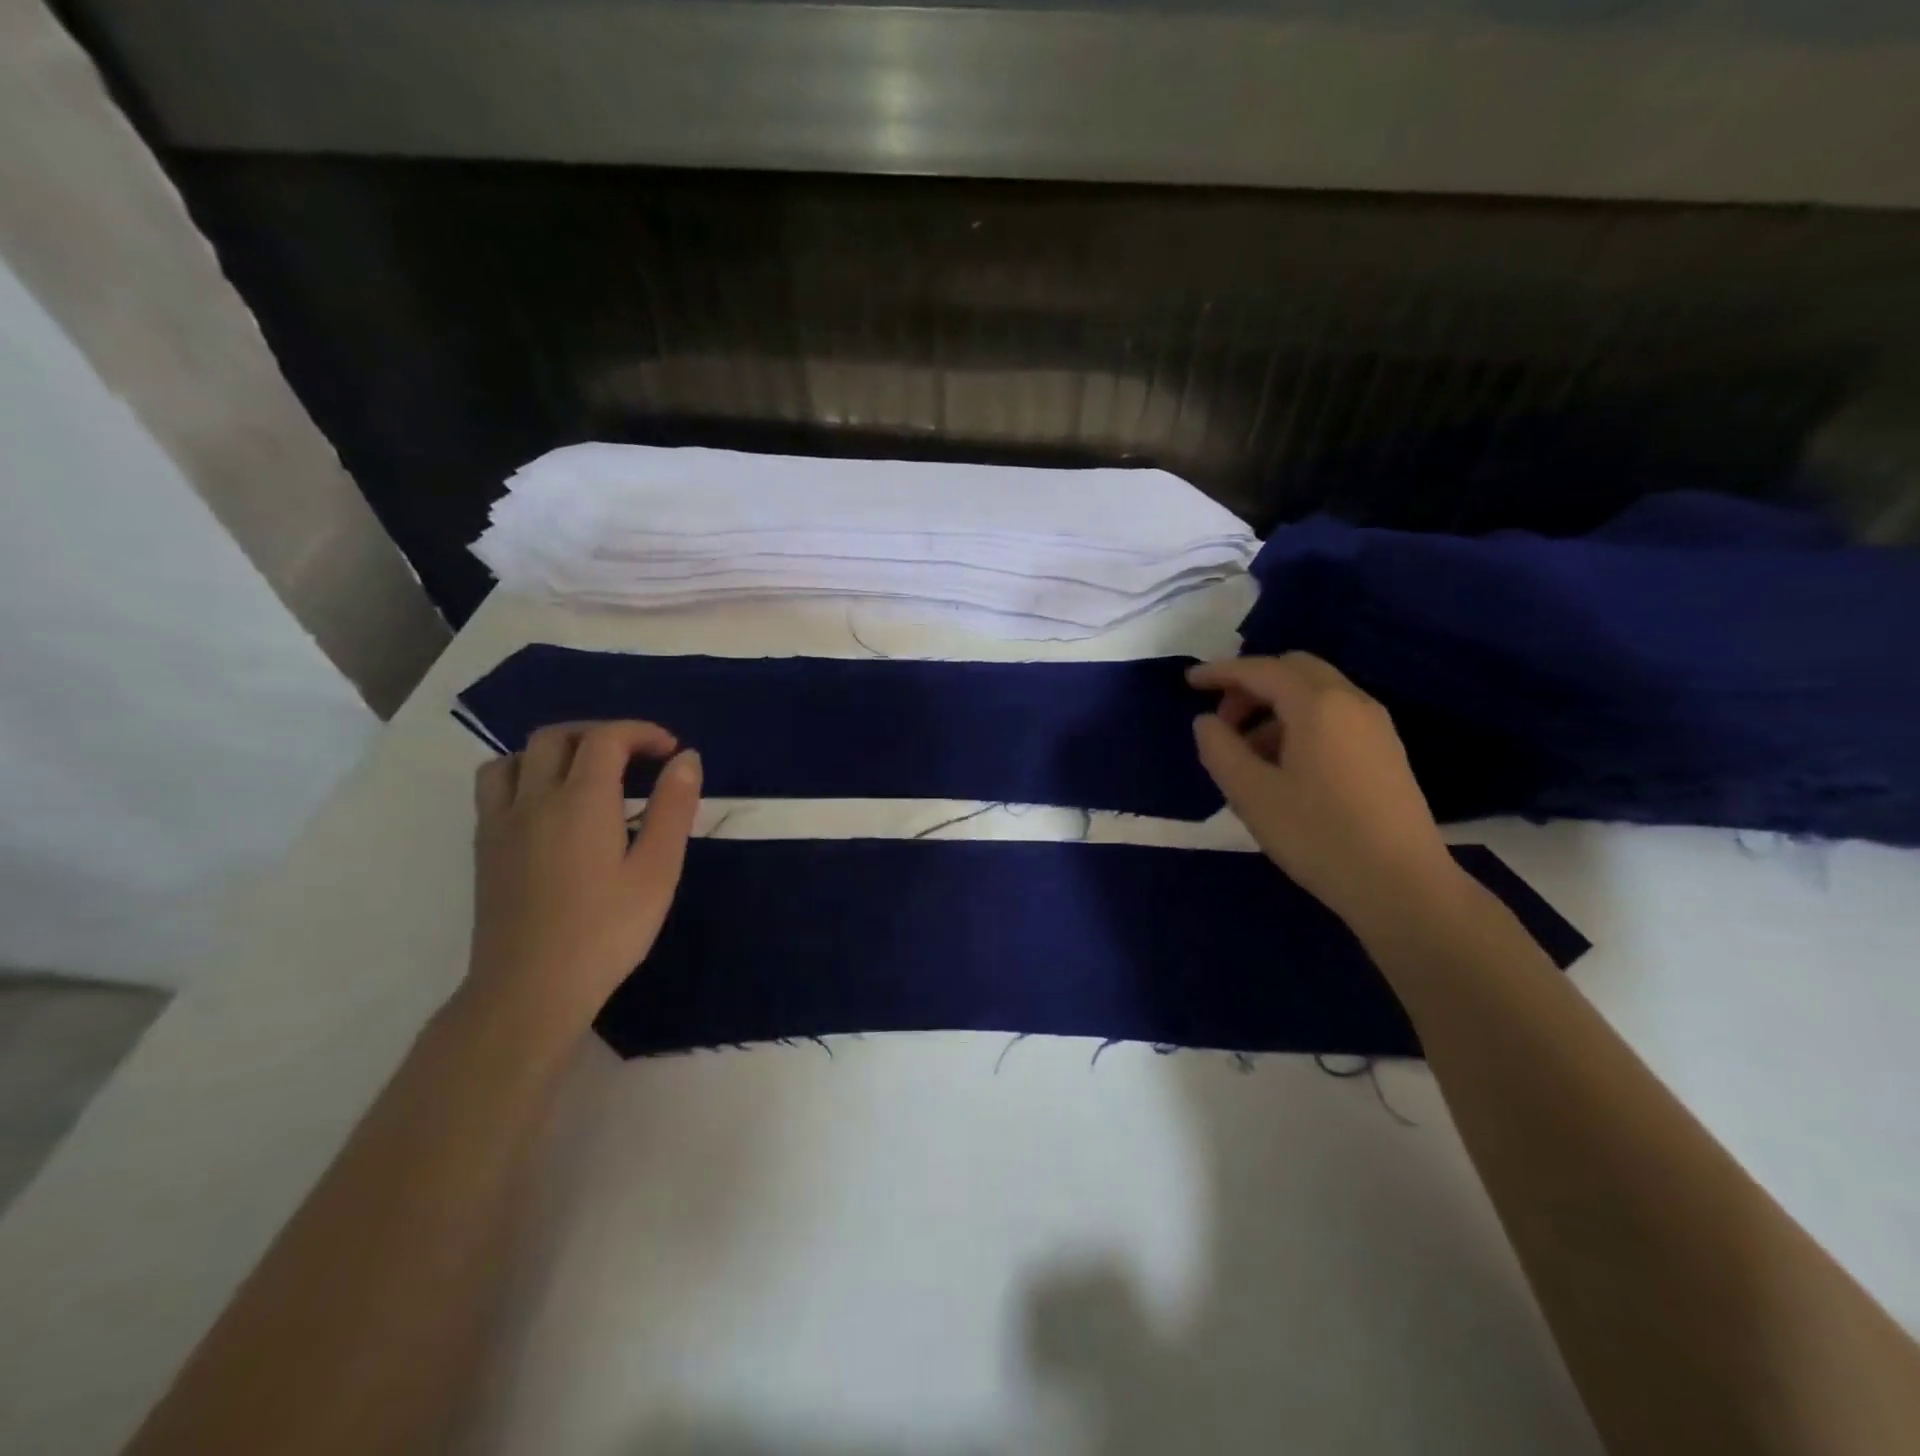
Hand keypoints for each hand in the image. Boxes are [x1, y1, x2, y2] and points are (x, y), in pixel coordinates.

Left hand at [467, 721, 701, 1034]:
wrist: (530, 989)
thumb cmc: (606, 931)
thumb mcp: (657, 870)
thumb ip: (672, 808)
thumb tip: (686, 758)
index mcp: (581, 801)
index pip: (606, 739)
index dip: (641, 733)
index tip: (671, 750)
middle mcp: (534, 799)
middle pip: (557, 737)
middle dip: (600, 733)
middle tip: (636, 757)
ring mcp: (501, 823)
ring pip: (515, 757)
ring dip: (555, 750)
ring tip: (586, 773)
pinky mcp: (485, 848)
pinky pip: (495, 786)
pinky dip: (524, 774)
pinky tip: (549, 807)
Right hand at [1189, 654, 1460, 934]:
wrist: (1402, 885)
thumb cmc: (1317, 835)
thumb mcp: (1251, 794)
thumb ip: (1219, 749)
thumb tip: (1206, 722)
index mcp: (1318, 705)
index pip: (1261, 670)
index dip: (1220, 672)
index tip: (1189, 682)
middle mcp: (1351, 702)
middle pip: (1294, 670)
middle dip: (1251, 685)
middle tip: (1222, 721)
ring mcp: (1376, 726)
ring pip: (1316, 694)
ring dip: (1275, 707)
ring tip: (1248, 753)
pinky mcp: (1386, 752)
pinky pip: (1334, 716)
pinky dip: (1300, 723)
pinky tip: (1285, 767)